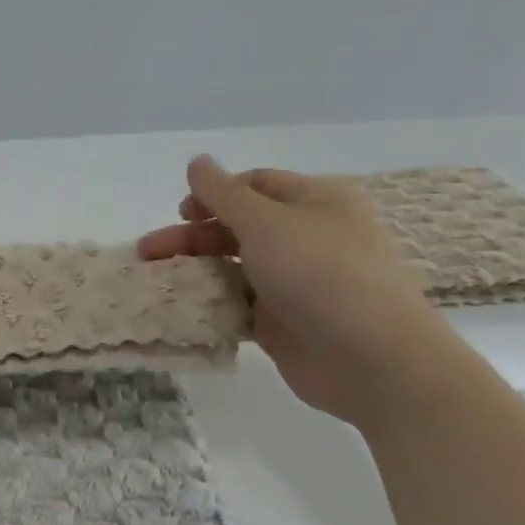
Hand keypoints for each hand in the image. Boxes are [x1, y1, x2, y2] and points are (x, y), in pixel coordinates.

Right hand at [139, 156, 464, 425]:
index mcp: (315, 203)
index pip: (256, 185)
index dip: (214, 192)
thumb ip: (222, 193)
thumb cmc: (322, 274)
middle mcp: (306, 238)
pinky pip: (238, 305)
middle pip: (237, 227)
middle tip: (148, 250)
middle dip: (191, 235)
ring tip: (156, 280)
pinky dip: (210, 303)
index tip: (181, 212)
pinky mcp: (283, 323)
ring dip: (195, 269)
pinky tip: (181, 308)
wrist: (375, 362)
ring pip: (233, 267)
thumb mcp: (266, 222)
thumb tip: (196, 161)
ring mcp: (295, 283)